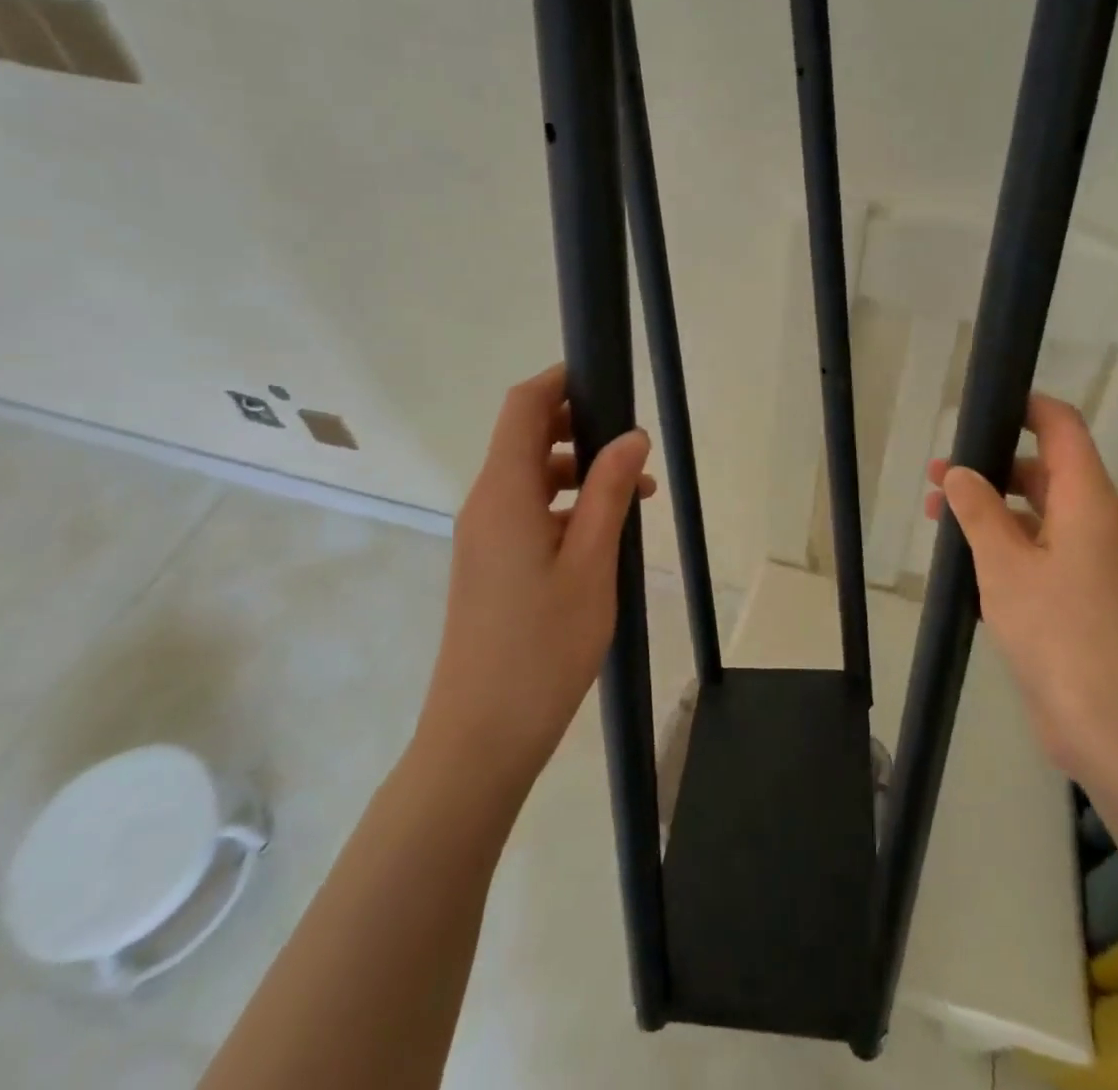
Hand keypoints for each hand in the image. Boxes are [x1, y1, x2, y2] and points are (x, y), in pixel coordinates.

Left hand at [418, 363, 655, 794]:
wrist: (481, 737)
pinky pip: (528, 513)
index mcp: (504, 493)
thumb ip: (609, 492)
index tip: (606, 380)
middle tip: (634, 453)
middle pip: (527, 439)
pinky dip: (566, 508)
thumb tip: (631, 436)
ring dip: (581, 474)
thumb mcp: (592, 563)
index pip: (524, 406)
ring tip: (636, 501)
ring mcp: (483, 537)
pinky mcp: (488, 565)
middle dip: (582, 431)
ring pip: (532, 479)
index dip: (560, 381)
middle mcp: (486, 504)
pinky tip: (604, 537)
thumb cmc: (543, 646)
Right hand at [923, 394, 1117, 784]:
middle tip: (935, 476)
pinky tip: (965, 566)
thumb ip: (979, 511)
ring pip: (1036, 517)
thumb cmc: (1063, 636)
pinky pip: (1039, 556)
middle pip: (1044, 472)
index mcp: (1088, 502)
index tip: (979, 407)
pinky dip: (1004, 549)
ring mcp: (1091, 566)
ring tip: (937, 518)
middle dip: (989, 467)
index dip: (1026, 407)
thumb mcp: (1006, 566)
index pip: (1062, 428)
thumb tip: (959, 471)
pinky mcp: (1081, 603)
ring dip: (991, 512)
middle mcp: (1095, 525)